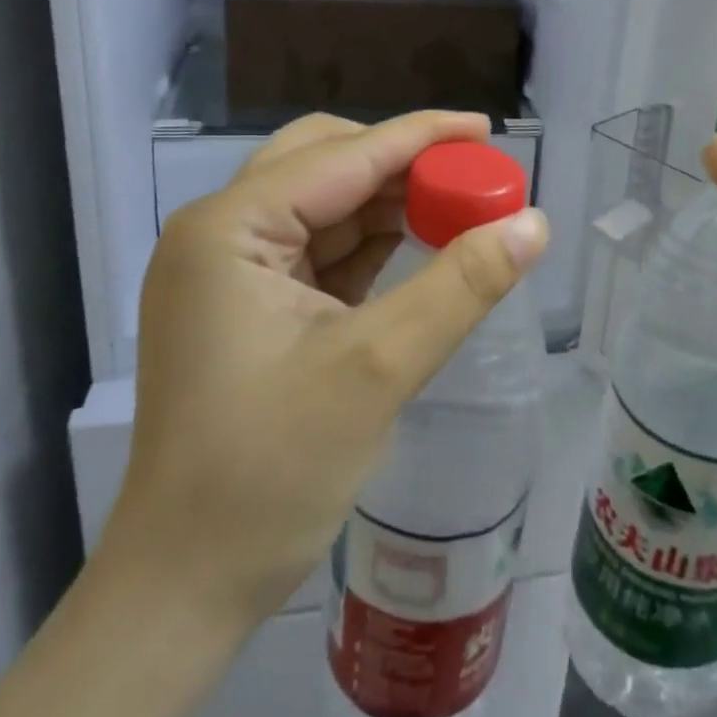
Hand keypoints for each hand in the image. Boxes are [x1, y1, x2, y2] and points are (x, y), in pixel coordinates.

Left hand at [98, 111, 549, 627]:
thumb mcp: (377, 369)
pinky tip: (418, 247)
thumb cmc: (269, 475)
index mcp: (228, 229)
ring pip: (323, 205)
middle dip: (401, 166)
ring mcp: (227, 270)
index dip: (421, 137)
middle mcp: (218, 232)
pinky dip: (369, 245)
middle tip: (473, 178)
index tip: (487, 130)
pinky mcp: (245, 305)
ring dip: (389, 204)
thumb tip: (533, 223)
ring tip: (460, 210)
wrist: (183, 585)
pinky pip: (318, 250)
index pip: (342, 156)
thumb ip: (461, 286)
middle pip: (323, 163)